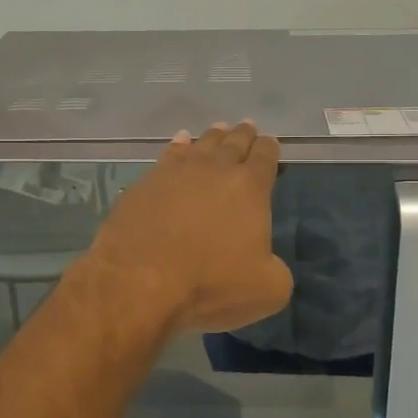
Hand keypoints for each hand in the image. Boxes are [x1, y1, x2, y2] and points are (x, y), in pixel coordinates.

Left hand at [88, 122, 293, 333]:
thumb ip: (277, 271)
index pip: (265, 157)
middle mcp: (216, 169)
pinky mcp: (147, 182)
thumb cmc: (210, 282)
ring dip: (213, 136)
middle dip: (244, 135)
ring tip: (218, 130)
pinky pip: (169, 155)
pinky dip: (179, 146)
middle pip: (234, 142)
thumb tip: (269, 265)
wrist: (141, 280)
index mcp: (251, 188)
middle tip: (247, 127)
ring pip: (202, 144)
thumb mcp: (267, 290)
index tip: (270, 143)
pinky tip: (180, 142)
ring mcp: (178, 172)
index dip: (270, 148)